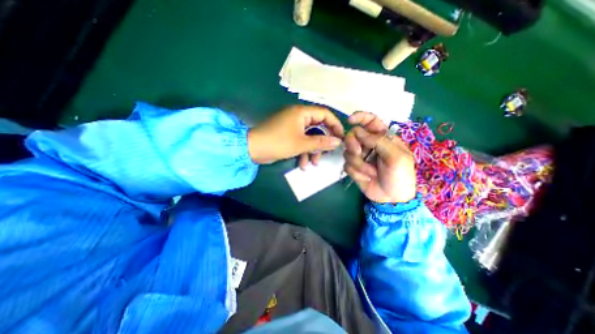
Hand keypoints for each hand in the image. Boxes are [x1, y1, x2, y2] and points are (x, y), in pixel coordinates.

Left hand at [249, 104, 344, 165]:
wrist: (253, 149)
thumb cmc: (278, 143)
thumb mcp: (302, 144)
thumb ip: (321, 142)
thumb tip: (338, 141)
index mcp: (302, 112)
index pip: (325, 113)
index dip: (335, 125)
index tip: (341, 137)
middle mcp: (298, 116)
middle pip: (318, 127)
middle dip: (322, 143)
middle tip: (327, 153)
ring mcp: (292, 126)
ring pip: (309, 137)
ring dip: (312, 150)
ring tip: (313, 163)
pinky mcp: (288, 135)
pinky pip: (300, 141)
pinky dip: (303, 151)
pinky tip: (302, 163)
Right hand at [342, 112, 415, 202]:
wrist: (392, 198)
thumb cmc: (400, 176)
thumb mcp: (397, 157)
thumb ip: (379, 142)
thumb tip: (360, 132)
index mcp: (383, 138)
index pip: (370, 121)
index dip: (360, 117)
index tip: (350, 120)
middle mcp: (370, 145)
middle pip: (353, 135)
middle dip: (353, 144)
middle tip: (359, 153)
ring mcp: (361, 156)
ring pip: (347, 152)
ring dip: (358, 163)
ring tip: (371, 173)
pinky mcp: (354, 168)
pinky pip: (347, 165)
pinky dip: (356, 172)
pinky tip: (366, 178)